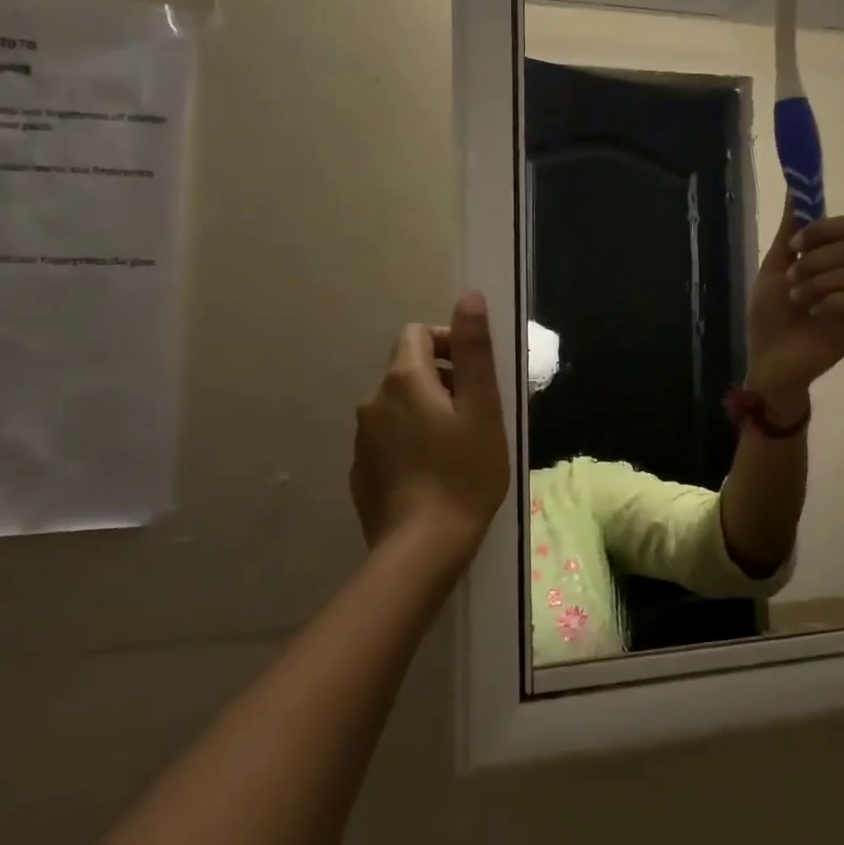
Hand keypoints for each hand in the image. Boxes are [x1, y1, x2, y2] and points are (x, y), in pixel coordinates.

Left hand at [351, 291, 510, 560]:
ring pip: (398, 406)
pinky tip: (433, 473)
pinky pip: (388, 439)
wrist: (422, 548)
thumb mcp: (482, 407)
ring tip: (457, 447)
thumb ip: (473, 350)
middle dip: (442, 380)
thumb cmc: (464, 472)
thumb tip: (469, 296)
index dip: (448, 343)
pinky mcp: (361, 471)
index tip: (475, 376)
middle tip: (475, 416)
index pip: (417, 333)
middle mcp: (373, 402)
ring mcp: (362, 439)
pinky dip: (410, 441)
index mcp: (403, 380)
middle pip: (408, 370)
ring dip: (426, 412)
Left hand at [745, 213, 843, 412]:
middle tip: (792, 278)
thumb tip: (793, 190)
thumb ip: (788, 232)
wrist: (772, 360)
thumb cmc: (770, 316)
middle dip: (816, 259)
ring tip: (796, 299)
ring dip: (817, 281)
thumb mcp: (774, 269)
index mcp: (827, 257)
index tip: (794, 246)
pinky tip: (814, 313)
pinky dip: (831, 301)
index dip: (822, 229)